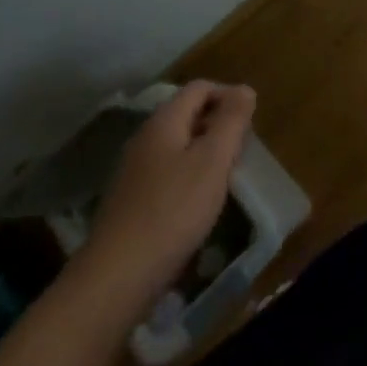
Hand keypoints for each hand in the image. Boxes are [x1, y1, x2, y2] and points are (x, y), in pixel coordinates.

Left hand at [80, 81, 256, 302]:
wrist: (117, 276)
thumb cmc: (173, 210)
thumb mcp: (213, 160)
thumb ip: (231, 121)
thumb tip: (244, 89)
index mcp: (164, 121)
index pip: (200, 88)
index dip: (228, 95)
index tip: (249, 122)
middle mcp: (145, 138)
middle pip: (187, 115)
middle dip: (218, 125)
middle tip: (241, 152)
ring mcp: (134, 171)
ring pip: (178, 146)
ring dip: (205, 153)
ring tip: (225, 178)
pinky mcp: (131, 202)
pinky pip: (167, 173)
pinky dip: (188, 178)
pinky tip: (198, 205)